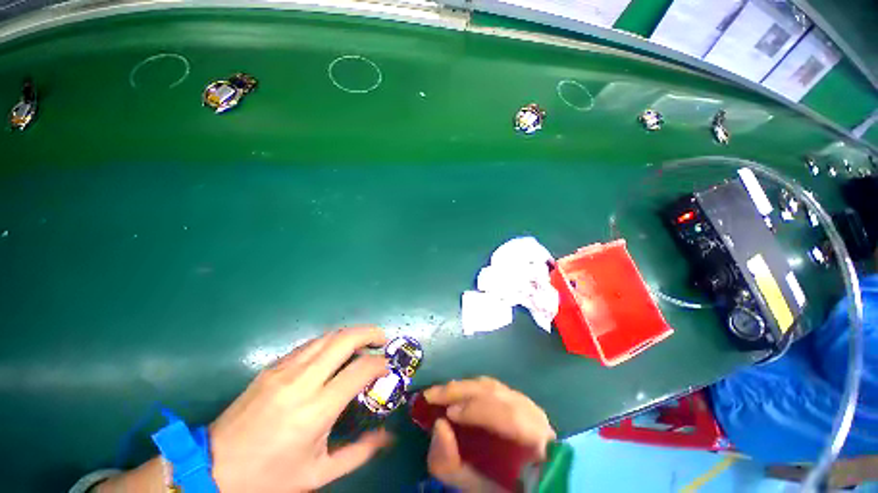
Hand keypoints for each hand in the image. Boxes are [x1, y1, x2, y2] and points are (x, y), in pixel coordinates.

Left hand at [98, 327, 392, 492]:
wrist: (211, 470)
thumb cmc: (268, 478)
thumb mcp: (318, 474)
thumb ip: (359, 452)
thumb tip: (389, 436)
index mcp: (314, 411)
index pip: (359, 370)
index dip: (379, 363)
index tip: (388, 367)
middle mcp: (301, 381)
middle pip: (344, 339)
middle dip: (370, 333)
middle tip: (382, 340)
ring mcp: (283, 369)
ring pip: (327, 335)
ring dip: (351, 334)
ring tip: (363, 342)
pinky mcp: (272, 367)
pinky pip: (310, 344)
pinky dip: (330, 341)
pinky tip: (335, 353)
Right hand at [423, 377, 555, 492]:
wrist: (527, 480)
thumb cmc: (505, 487)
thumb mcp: (477, 487)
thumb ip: (454, 465)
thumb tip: (439, 426)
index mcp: (536, 441)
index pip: (511, 417)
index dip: (479, 411)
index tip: (448, 414)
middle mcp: (534, 415)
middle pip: (496, 392)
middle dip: (461, 391)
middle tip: (431, 396)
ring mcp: (527, 403)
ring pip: (492, 386)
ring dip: (463, 387)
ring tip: (440, 394)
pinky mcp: (517, 399)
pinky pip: (491, 387)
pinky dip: (470, 389)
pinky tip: (456, 393)